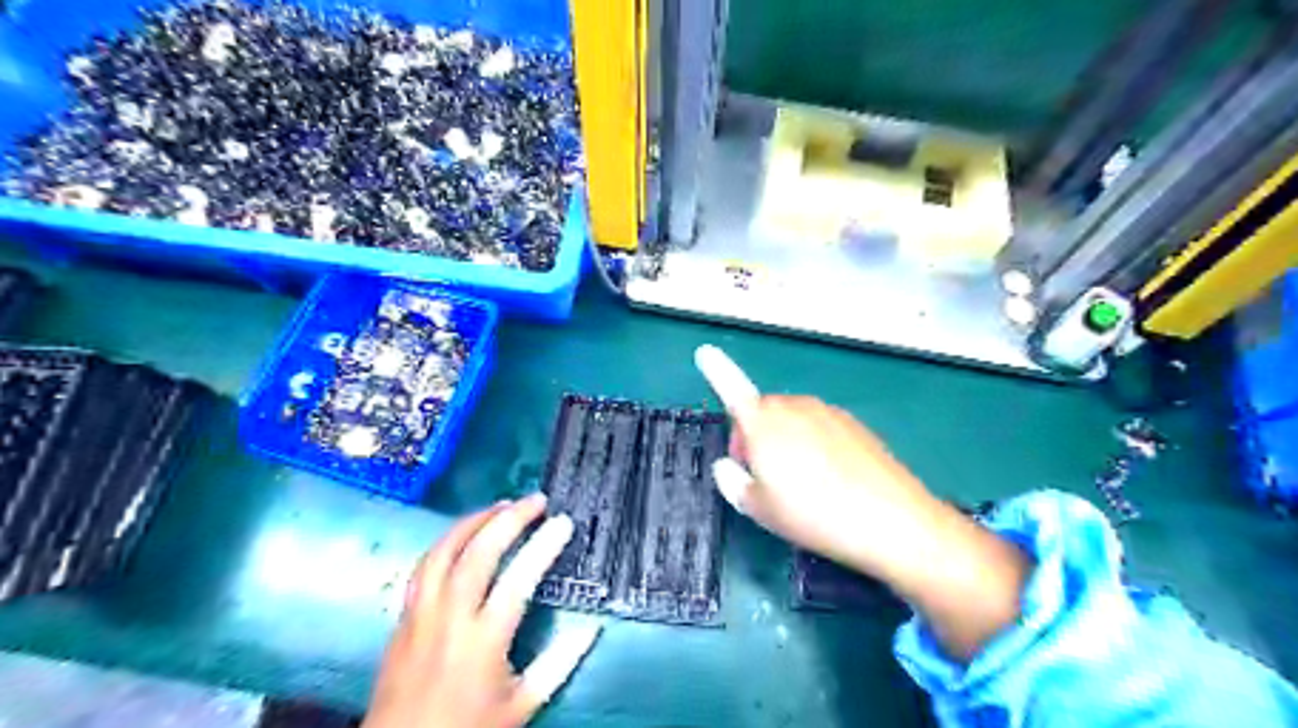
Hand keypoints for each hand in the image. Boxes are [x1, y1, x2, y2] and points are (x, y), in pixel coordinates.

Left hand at [362, 494, 598, 727]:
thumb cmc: (468, 726)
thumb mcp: (522, 704)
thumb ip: (559, 663)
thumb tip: (591, 628)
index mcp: (484, 641)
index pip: (518, 580)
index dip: (543, 546)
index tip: (563, 522)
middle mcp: (450, 618)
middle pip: (477, 553)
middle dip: (509, 519)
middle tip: (535, 500)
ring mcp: (421, 613)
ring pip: (444, 551)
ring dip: (474, 521)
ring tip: (501, 505)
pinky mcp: (403, 616)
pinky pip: (424, 565)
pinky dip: (447, 540)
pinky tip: (462, 533)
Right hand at [694, 343, 938, 578]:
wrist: (891, 521)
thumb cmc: (813, 515)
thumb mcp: (759, 509)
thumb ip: (733, 482)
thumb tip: (728, 465)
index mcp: (763, 424)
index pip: (732, 390)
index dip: (716, 370)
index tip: (705, 351)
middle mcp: (795, 408)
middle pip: (762, 411)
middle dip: (754, 435)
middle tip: (761, 474)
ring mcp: (827, 412)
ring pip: (792, 419)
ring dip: (784, 439)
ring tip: (799, 483)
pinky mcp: (854, 423)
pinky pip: (819, 426)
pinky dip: (813, 442)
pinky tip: (829, 478)